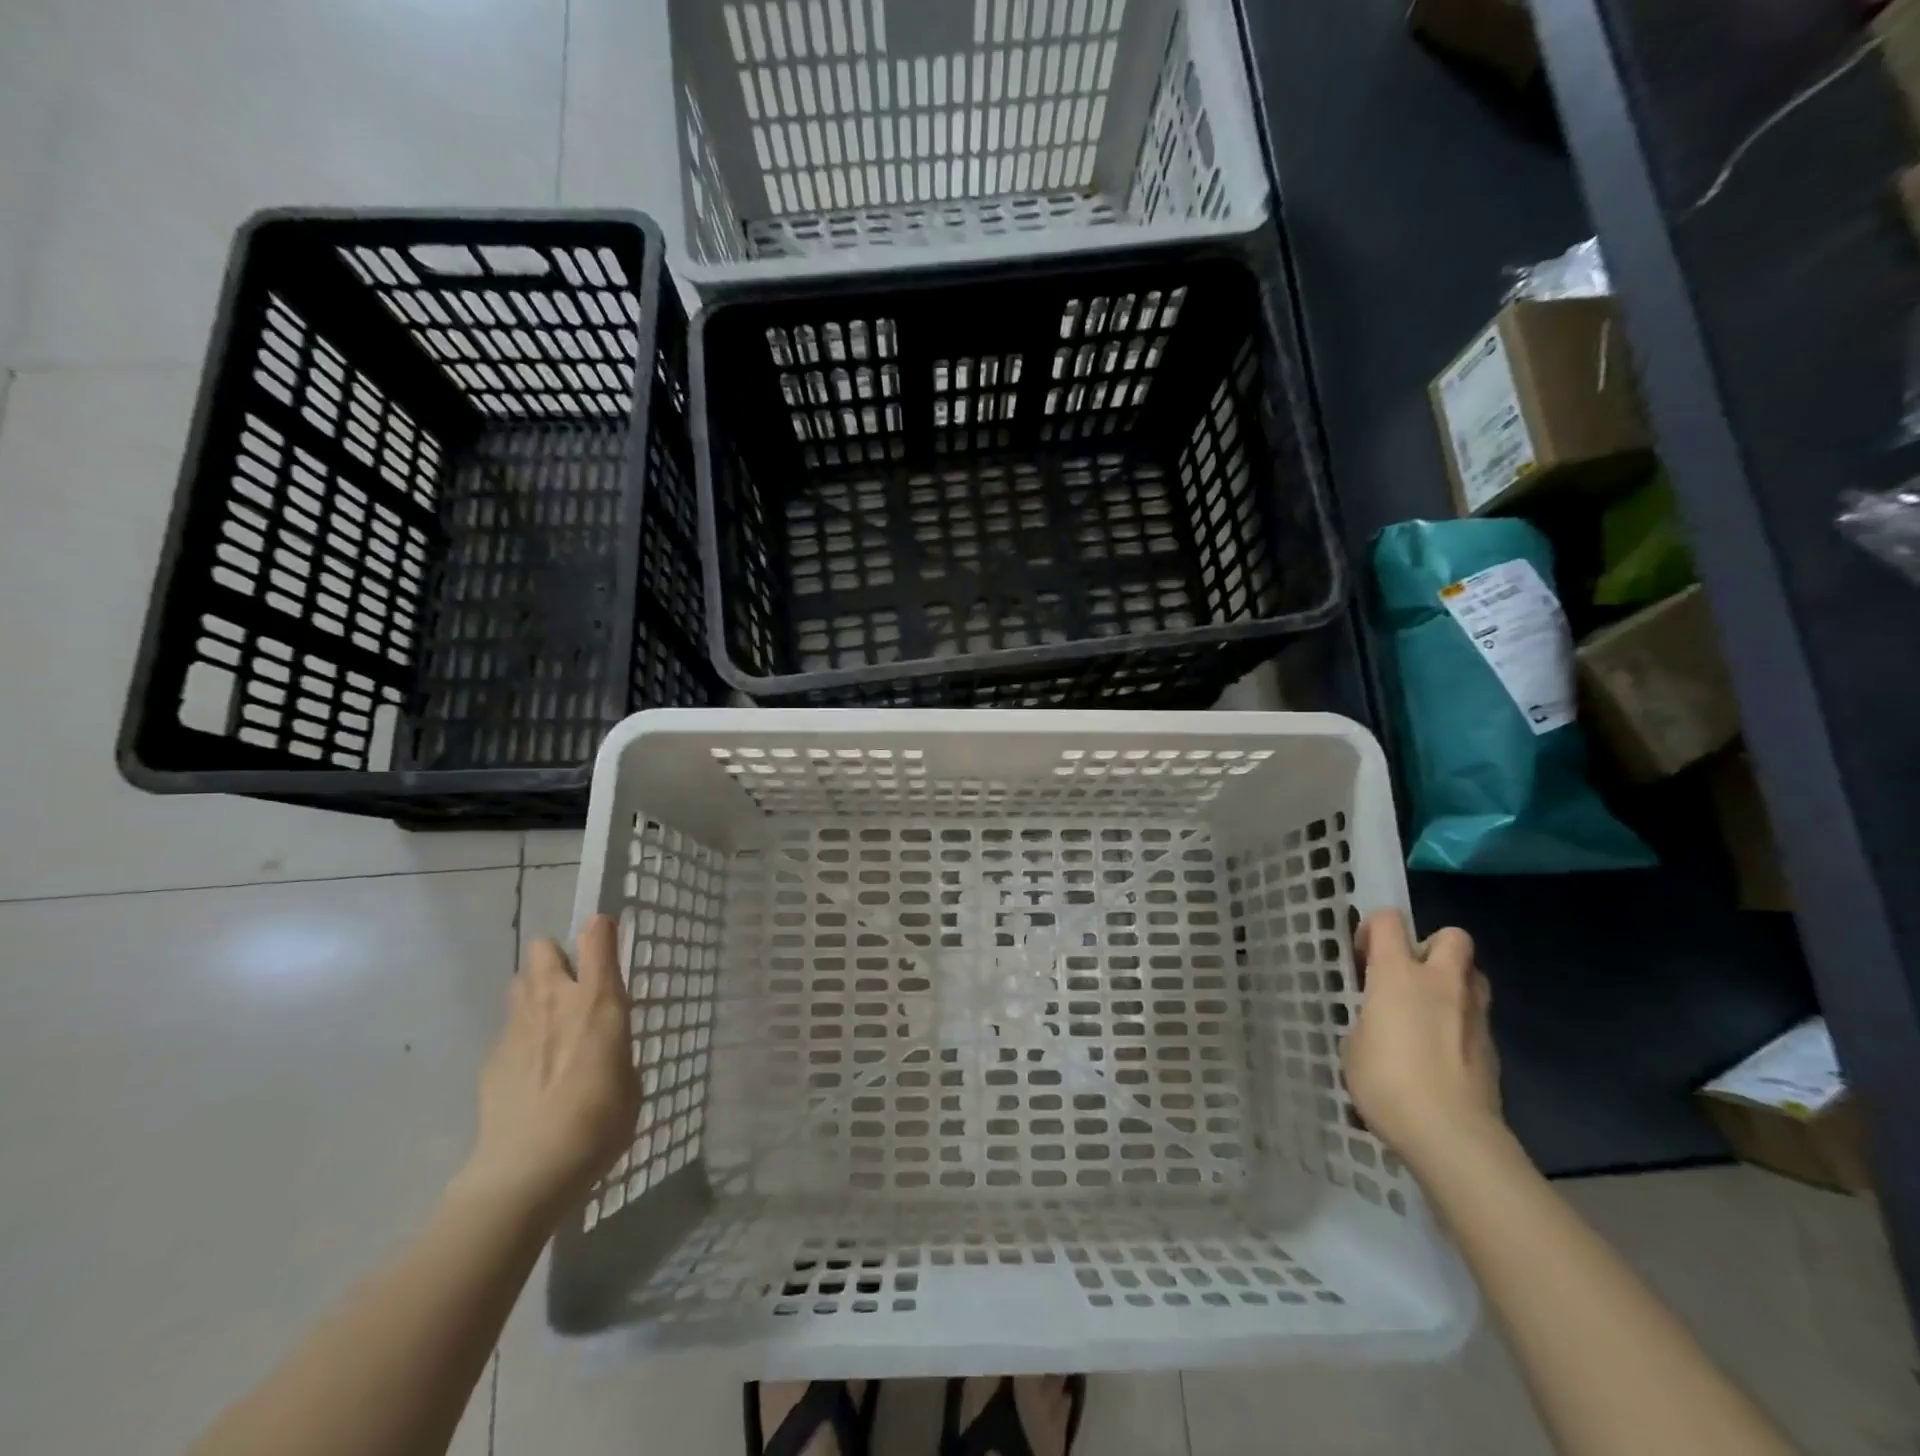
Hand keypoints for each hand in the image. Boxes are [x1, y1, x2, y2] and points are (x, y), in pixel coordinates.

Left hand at [455, 916, 639, 1221]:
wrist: (527, 1170)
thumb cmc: (599, 1122)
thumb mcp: (630, 1080)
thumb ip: (615, 1048)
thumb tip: (602, 1047)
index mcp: (599, 1002)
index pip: (597, 939)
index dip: (601, 929)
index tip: (606, 930)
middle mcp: (556, 1001)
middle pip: (544, 949)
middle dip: (557, 956)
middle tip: (572, 984)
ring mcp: (517, 1026)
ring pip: (521, 981)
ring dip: (536, 989)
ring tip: (550, 1022)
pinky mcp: (491, 1056)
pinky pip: (509, 1027)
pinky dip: (521, 1035)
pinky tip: (530, 1070)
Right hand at [1343, 909, 1502, 1168]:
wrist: (1451, 1134)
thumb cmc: (1387, 1081)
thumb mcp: (1354, 1044)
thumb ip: (1369, 1020)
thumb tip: (1382, 1024)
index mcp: (1397, 974)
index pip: (1389, 921)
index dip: (1373, 929)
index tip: (1363, 956)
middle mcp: (1440, 983)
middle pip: (1452, 937)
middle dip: (1431, 946)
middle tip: (1408, 975)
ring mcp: (1474, 1014)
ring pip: (1473, 975)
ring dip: (1453, 982)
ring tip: (1428, 1010)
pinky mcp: (1492, 1047)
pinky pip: (1477, 1017)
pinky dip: (1460, 1023)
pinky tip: (1441, 1053)